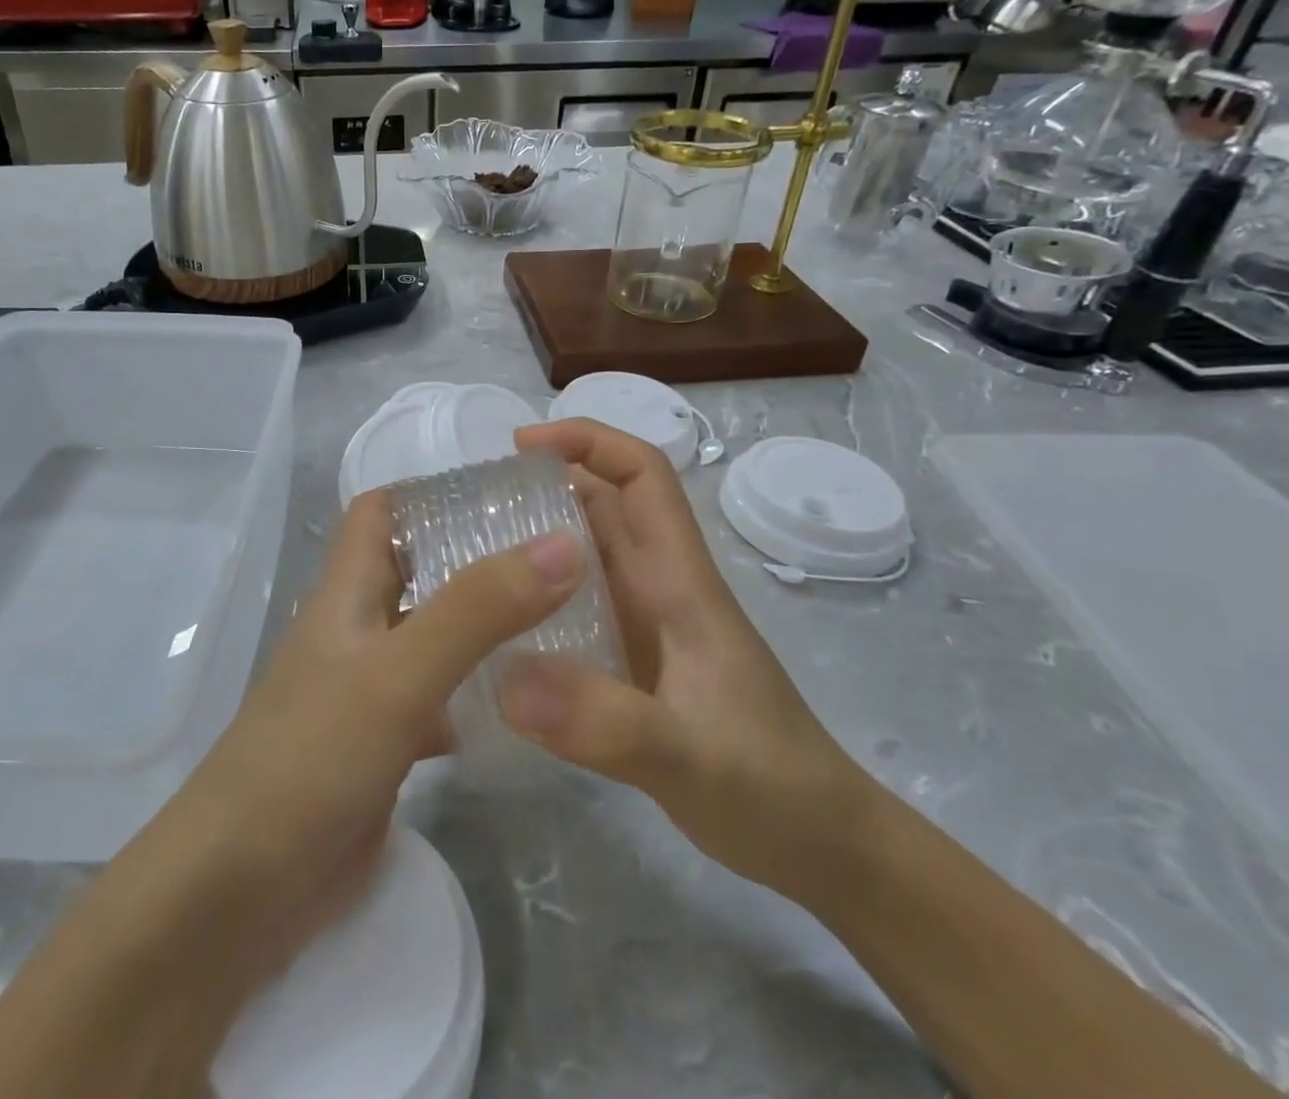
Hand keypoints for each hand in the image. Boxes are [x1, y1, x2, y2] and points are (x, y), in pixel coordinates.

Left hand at [157, 490, 587, 992]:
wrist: (236, 893)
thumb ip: (477, 610)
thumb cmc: (309, 758)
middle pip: (418, 569)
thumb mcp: (398, 674)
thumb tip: (561, 543)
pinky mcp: (383, 745)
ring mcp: (368, 689)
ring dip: (485, 625)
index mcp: (346, 591)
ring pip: (434, 635)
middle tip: (562, 554)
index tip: (510, 491)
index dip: (434, 492)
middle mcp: (356, 629)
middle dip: (479, 556)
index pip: (382, 512)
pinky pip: (438, 699)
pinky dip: (477, 693)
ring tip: (565, 617)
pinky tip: (527, 703)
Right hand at [499, 419, 878, 900]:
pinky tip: (495, 631)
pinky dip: (536, 601)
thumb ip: (606, 722)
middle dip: (542, 486)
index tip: (519, 446)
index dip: (587, 441)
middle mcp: (659, 589)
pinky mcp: (632, 664)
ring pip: (584, 556)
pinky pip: (575, 609)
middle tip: (470, 506)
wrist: (822, 847)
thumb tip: (506, 680)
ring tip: (466, 558)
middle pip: (602, 506)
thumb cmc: (770, 787)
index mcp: (679, 581)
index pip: (642, 476)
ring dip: (533, 542)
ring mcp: (646, 626)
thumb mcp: (689, 757)